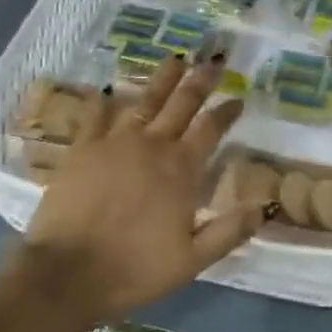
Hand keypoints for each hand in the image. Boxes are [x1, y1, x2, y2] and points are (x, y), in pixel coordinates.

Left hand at [17, 55, 269, 323]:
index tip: (238, 99)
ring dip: (162, 78)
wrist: (68, 272)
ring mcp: (115, 141)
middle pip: (182, 103)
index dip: (226, 112)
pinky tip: (110, 88)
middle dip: (200, 80)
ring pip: (145, 99)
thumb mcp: (192, 261)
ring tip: (175, 59)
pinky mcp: (84, 147)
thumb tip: (264, 205)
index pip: (211, 129)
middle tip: (213, 61)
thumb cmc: (134, 269)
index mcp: (180, 169)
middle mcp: (152, 145)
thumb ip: (228, 231)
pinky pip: (96, 115)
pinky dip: (105, 100)